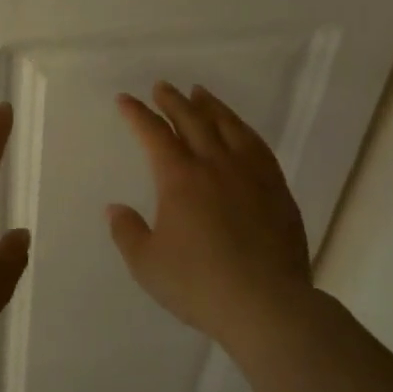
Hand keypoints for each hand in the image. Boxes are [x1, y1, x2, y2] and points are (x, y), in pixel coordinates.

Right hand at [107, 82, 311, 342]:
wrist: (266, 304)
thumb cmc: (199, 284)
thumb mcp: (147, 264)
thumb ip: (127, 232)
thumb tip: (115, 209)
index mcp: (179, 178)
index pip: (154, 134)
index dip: (138, 114)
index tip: (126, 99)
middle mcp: (215, 164)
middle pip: (192, 120)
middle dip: (173, 101)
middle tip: (162, 87)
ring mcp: (250, 173)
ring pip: (228, 126)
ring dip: (210, 106)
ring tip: (200, 93)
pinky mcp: (277, 189)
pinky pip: (257, 146)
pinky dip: (242, 129)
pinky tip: (239, 130)